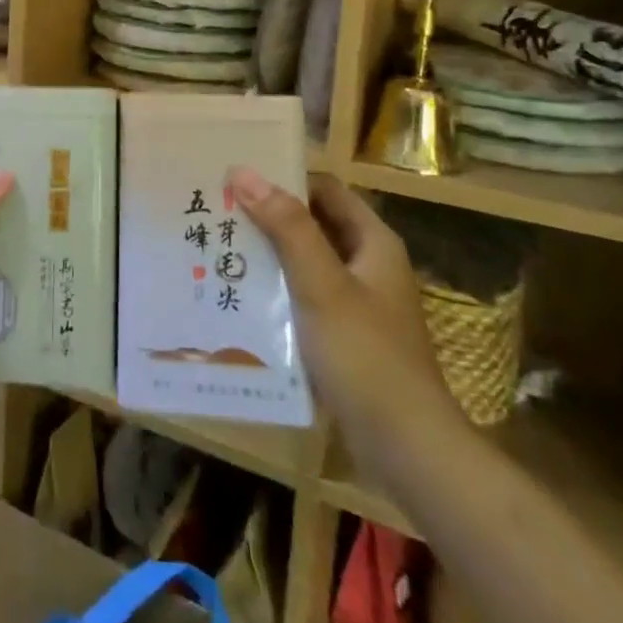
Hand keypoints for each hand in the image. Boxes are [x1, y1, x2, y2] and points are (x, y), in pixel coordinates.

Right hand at [230, 168, 463, 462]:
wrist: (408, 450)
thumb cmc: (366, 356)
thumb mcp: (321, 285)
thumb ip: (287, 227)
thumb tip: (243, 172)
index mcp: (373, 243)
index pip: (324, 189)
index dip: (284, 178)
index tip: (236, 176)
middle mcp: (367, 266)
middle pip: (312, 225)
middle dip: (267, 216)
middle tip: (215, 210)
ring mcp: (356, 304)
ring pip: (304, 263)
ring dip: (266, 255)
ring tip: (216, 249)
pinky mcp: (343, 337)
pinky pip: (303, 299)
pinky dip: (275, 292)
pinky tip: (238, 297)